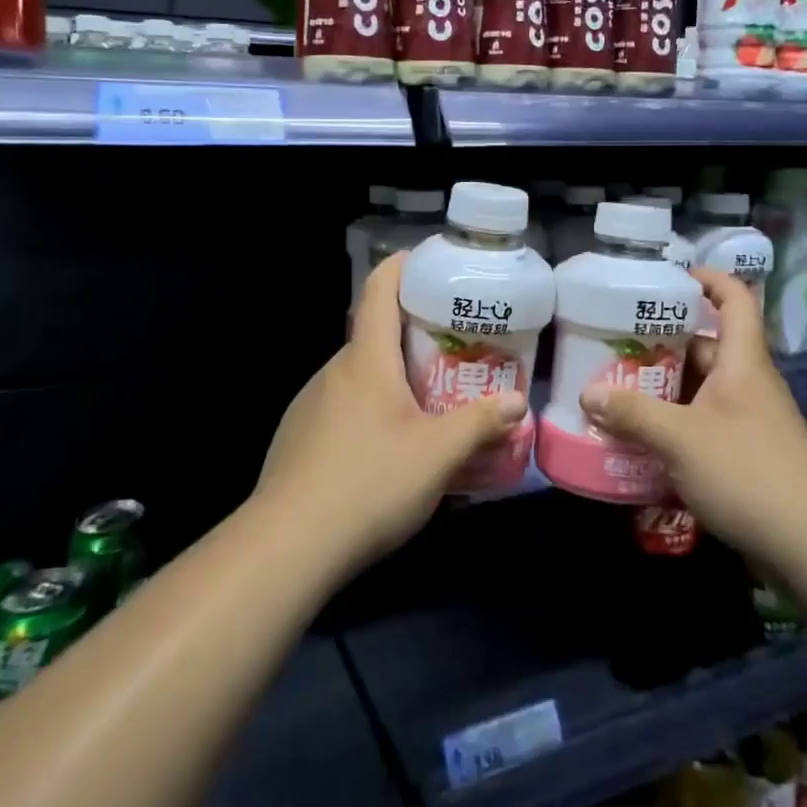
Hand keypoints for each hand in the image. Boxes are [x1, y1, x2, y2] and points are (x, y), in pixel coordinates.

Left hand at [255, 253, 526, 575]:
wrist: (288, 546)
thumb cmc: (370, 482)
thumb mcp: (438, 454)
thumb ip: (480, 422)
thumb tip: (518, 401)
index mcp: (366, 360)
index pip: (379, 291)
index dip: (401, 266)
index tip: (428, 260)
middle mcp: (334, 371)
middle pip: (373, 335)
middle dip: (411, 333)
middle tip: (452, 347)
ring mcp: (309, 405)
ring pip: (358, 375)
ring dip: (390, 377)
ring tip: (426, 400)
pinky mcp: (298, 438)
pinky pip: (341, 407)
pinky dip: (369, 409)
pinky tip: (386, 448)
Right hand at [578, 267, 806, 565]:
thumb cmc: (749, 472)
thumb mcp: (681, 438)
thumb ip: (633, 414)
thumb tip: (588, 393)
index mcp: (742, 361)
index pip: (733, 299)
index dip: (707, 279)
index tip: (667, 278)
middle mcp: (746, 383)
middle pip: (704, 347)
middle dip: (660, 344)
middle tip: (614, 345)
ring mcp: (747, 421)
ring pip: (698, 391)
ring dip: (661, 391)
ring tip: (614, 392)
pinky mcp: (744, 456)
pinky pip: (701, 427)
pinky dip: (672, 427)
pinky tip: (638, 441)